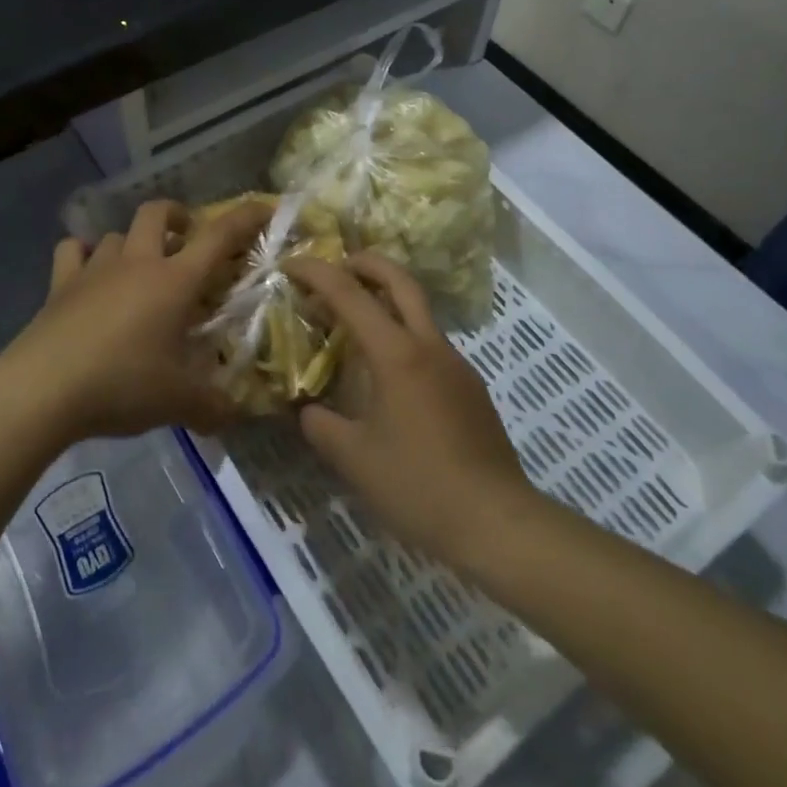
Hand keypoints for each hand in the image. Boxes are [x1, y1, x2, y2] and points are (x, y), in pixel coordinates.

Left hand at [0, 198, 270, 444]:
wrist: (43, 388)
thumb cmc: (122, 385)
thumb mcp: (179, 403)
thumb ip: (214, 406)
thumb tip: (235, 413)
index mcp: (174, 281)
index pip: (218, 236)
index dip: (245, 218)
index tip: (264, 208)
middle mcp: (137, 262)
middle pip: (158, 212)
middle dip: (178, 216)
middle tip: (187, 240)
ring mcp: (94, 268)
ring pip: (118, 233)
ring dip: (134, 242)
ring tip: (139, 269)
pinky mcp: (60, 283)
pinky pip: (73, 251)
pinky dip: (83, 255)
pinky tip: (88, 274)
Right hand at [285, 252, 529, 561]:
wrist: (497, 523)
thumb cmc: (419, 486)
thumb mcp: (354, 459)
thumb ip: (321, 426)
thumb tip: (308, 409)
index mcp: (396, 353)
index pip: (349, 293)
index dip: (316, 272)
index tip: (290, 265)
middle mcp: (429, 345)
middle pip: (399, 279)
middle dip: (365, 262)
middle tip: (336, 265)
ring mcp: (456, 364)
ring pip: (418, 310)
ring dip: (385, 300)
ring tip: (354, 321)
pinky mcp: (470, 387)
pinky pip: (430, 343)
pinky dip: (402, 335)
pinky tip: (387, 372)